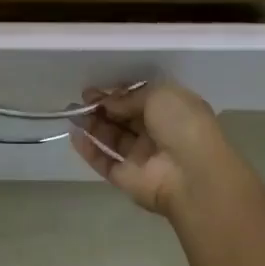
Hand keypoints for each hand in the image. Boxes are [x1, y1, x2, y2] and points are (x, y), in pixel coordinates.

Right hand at [71, 81, 235, 215]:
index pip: (140, 98)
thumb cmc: (182, 125)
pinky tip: (74, 135)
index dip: (119, 92)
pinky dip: (89, 149)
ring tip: (71, 112)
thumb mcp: (159, 94)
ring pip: (112, 138)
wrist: (193, 176)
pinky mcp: (127, 178)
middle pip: (124, 117)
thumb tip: (109, 101)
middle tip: (82, 97)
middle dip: (103, 106)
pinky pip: (104, 162)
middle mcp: (157, 133)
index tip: (98, 87)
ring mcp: (141, 158)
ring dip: (92, 124)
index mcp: (172, 111)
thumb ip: (130, 96)